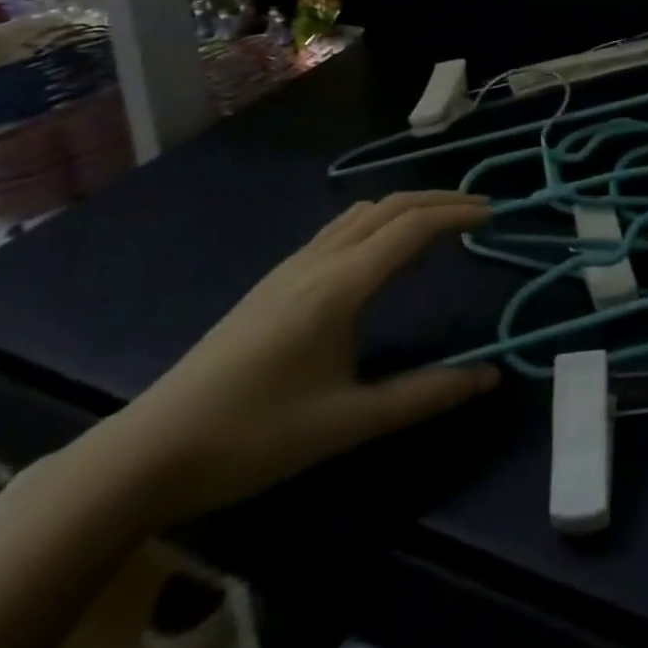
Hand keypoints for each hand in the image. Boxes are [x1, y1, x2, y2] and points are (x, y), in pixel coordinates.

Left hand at [87, 190, 498, 524]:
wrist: (153, 448)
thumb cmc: (254, 435)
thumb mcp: (346, 423)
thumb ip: (422, 396)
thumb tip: (488, 377)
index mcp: (341, 284)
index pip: (413, 227)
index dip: (458, 213)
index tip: (495, 214)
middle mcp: (320, 259)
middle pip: (391, 205)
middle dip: (439, 200)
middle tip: (479, 211)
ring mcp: (293, 264)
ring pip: (363, 211)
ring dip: (408, 207)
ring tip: (439, 229)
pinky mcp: (277, 278)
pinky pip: (341, 228)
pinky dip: (379, 222)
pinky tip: (381, 258)